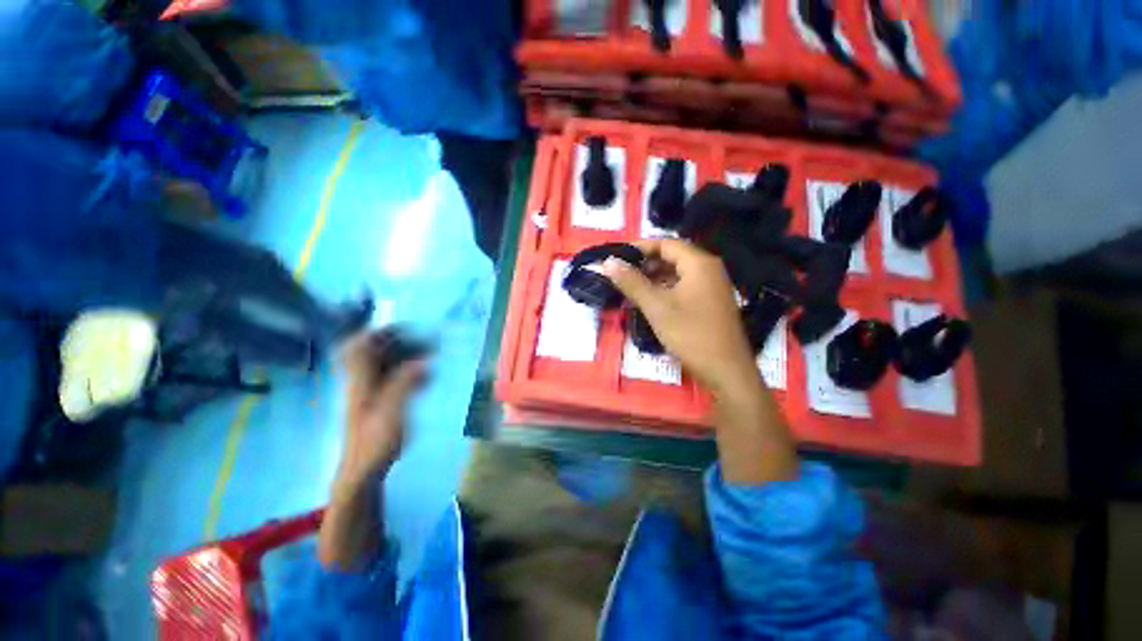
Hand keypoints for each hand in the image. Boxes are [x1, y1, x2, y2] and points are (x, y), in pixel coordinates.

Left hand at [336, 331, 424, 487]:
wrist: (363, 471)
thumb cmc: (375, 443)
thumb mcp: (392, 413)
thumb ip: (405, 385)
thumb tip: (423, 362)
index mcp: (361, 381)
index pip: (359, 346)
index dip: (378, 332)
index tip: (405, 328)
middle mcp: (362, 381)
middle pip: (374, 351)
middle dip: (399, 342)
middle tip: (426, 342)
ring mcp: (370, 392)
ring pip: (385, 364)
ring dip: (407, 356)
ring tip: (431, 356)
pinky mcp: (379, 402)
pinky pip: (393, 377)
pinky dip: (409, 371)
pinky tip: (426, 377)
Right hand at [607, 240, 796, 483]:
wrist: (727, 371)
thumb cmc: (691, 334)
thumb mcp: (656, 307)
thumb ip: (632, 282)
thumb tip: (608, 262)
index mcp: (699, 263)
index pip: (666, 244)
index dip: (640, 247)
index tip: (618, 256)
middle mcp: (709, 269)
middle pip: (673, 257)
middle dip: (646, 264)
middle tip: (622, 274)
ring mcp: (713, 287)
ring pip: (678, 274)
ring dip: (654, 278)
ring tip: (631, 288)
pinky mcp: (711, 302)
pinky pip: (685, 287)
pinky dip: (666, 289)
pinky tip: (651, 301)